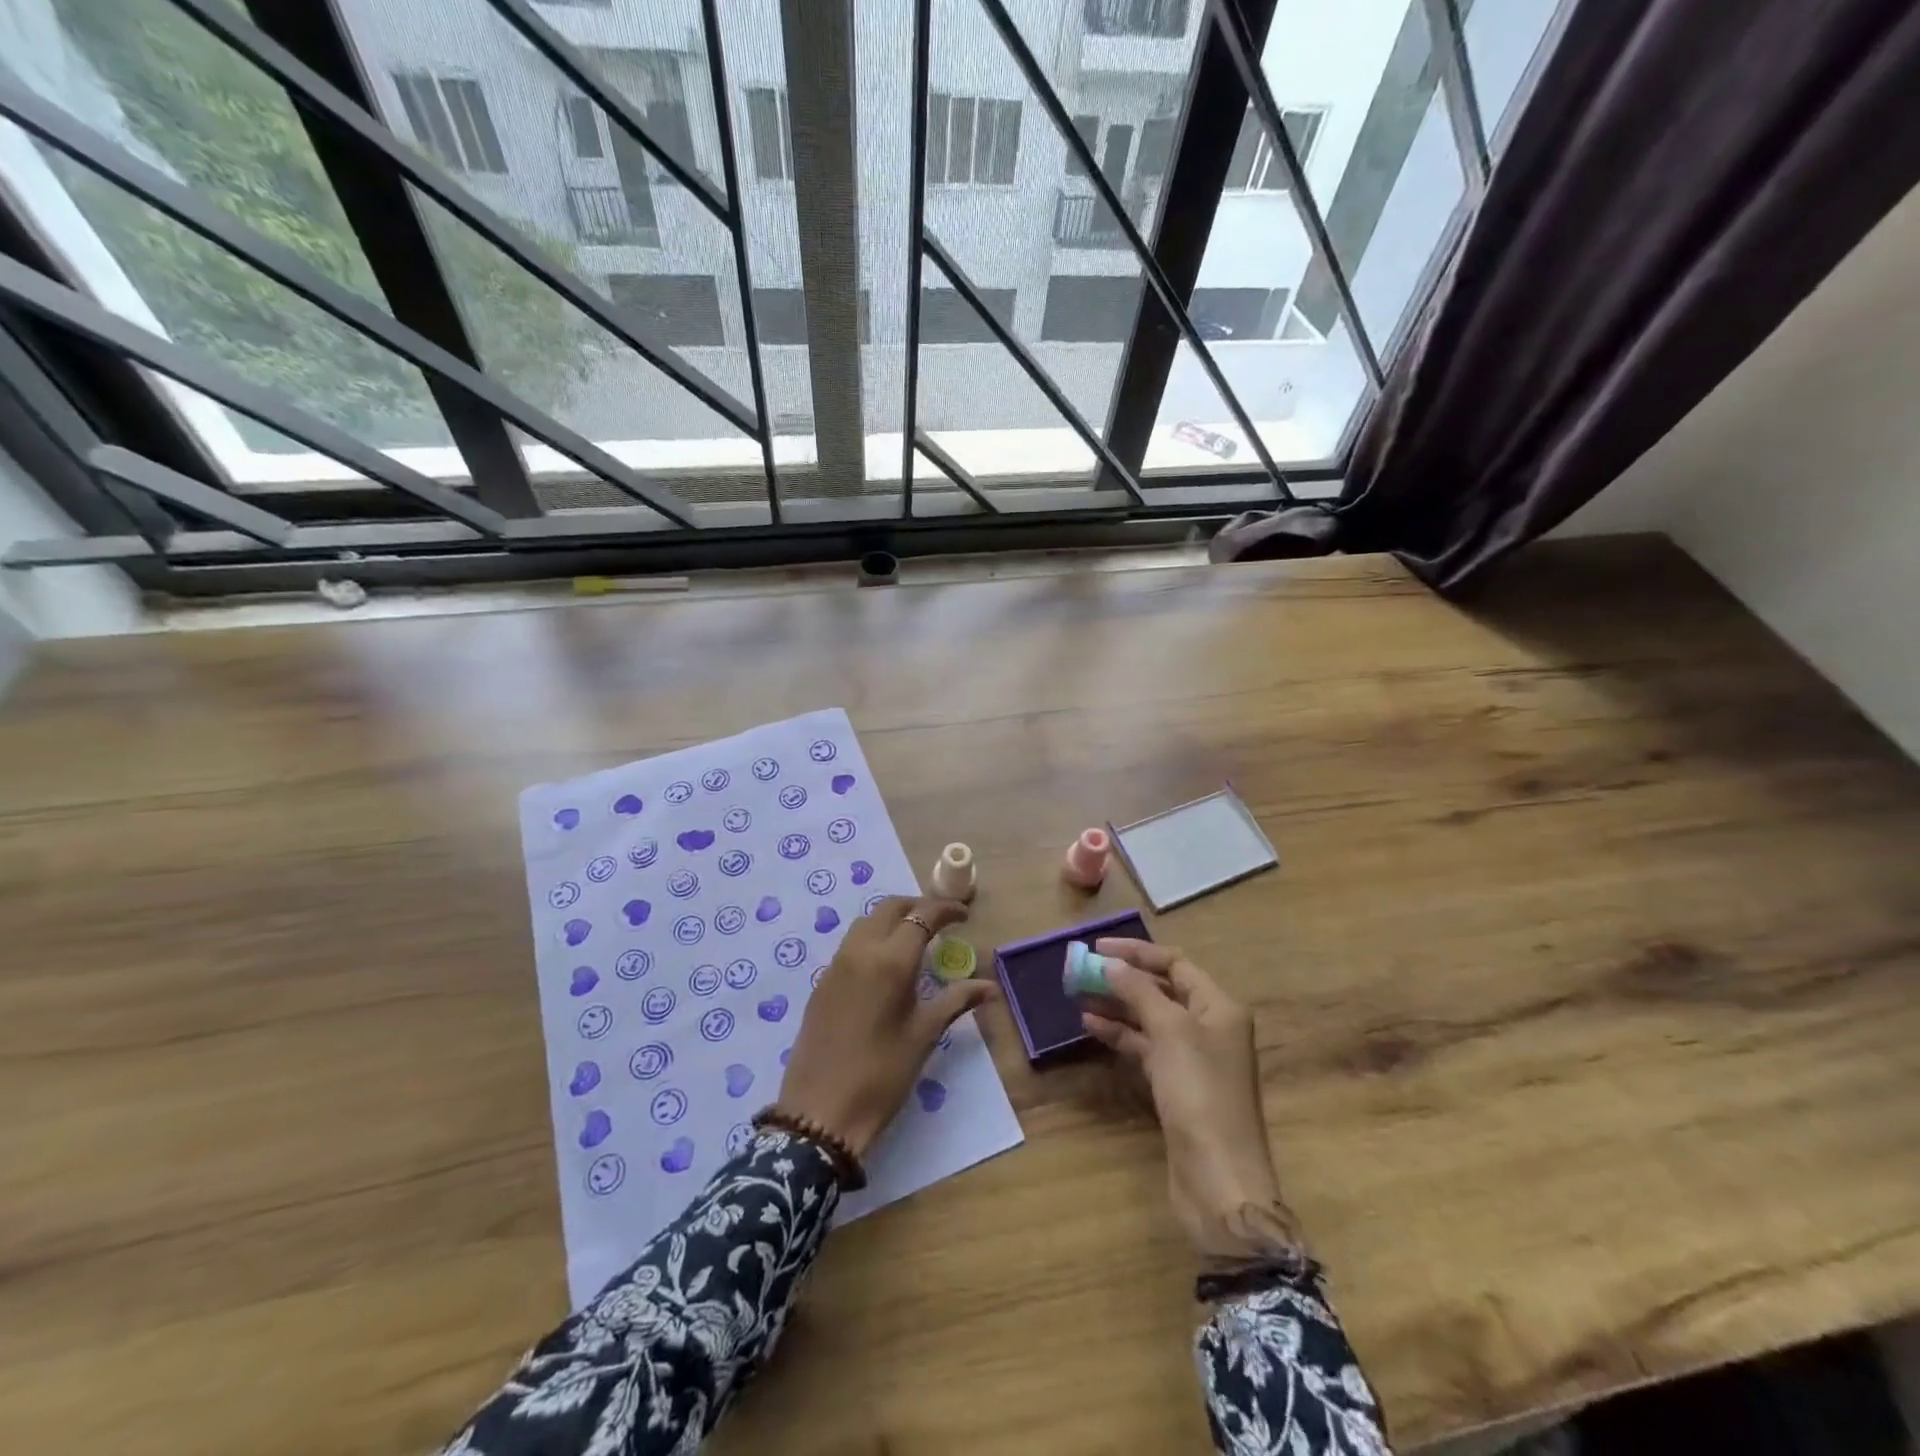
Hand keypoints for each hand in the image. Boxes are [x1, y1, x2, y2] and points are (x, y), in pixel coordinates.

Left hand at [776, 896, 993, 1158]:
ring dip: (892, 919)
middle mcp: (861, 951)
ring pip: (866, 922)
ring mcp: (836, 965)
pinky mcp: (822, 982)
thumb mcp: (924, 1035)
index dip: (945, 910)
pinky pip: (851, 944)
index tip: (964, 916)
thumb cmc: (882, 1074)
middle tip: (940, 921)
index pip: (922, 916)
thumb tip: (989, 986)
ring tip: (915, 939)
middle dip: (917, 906)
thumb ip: (956, 1001)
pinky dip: (873, 938)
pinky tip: (886, 964)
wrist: (820, 1111)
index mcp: (891, 961)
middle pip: (889, 908)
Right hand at [1080, 939, 1302, 1262]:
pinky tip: (1091, 1026)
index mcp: (1219, 1007)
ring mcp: (1193, 1058)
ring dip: (1117, 1004)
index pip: (1175, 964)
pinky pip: (1145, 1047)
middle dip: (1123, 978)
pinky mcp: (1176, 1086)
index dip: (1137, 952)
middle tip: (1081, 971)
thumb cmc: (1200, 1093)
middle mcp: (1209, 1027)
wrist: (1219, 1180)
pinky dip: (1120, 1034)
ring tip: (1078, 995)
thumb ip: (1139, 991)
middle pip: (1162, 989)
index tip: (1097, 948)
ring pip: (1150, 1018)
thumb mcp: (1170, 1031)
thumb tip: (1109, 963)